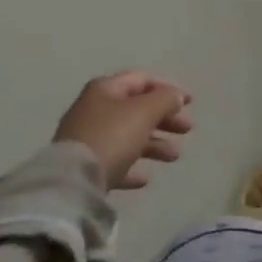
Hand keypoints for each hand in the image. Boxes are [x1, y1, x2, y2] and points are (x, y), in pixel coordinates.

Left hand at [53, 72, 193, 190]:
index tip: (190, 102)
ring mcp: (88, 139)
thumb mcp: (144, 112)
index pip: (142, 80)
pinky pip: (115, 161)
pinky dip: (132, 166)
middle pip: (136, 109)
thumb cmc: (112, 136)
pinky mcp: (85, 167)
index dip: (168, 88)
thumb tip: (176, 96)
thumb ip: (164, 100)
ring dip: (154, 144)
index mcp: (105, 89)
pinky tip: (145, 178)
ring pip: (128, 136)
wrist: (72, 182)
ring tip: (174, 157)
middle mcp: (94, 109)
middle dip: (164, 118)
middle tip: (187, 129)